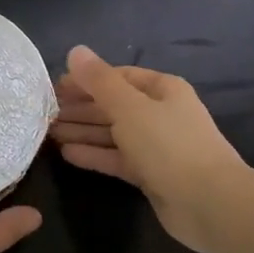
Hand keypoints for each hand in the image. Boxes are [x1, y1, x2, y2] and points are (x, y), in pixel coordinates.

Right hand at [50, 46, 250, 251]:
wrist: (208, 202)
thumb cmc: (169, 145)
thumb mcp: (129, 107)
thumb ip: (99, 81)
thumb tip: (75, 50)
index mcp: (163, 89)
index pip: (119, 77)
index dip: (87, 80)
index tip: (55, 87)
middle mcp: (161, 114)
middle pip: (114, 105)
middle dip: (81, 108)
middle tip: (45, 112)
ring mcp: (157, 146)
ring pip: (113, 133)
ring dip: (83, 131)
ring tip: (48, 133)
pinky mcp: (151, 174)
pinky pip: (117, 158)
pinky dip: (94, 155)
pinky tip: (67, 154)